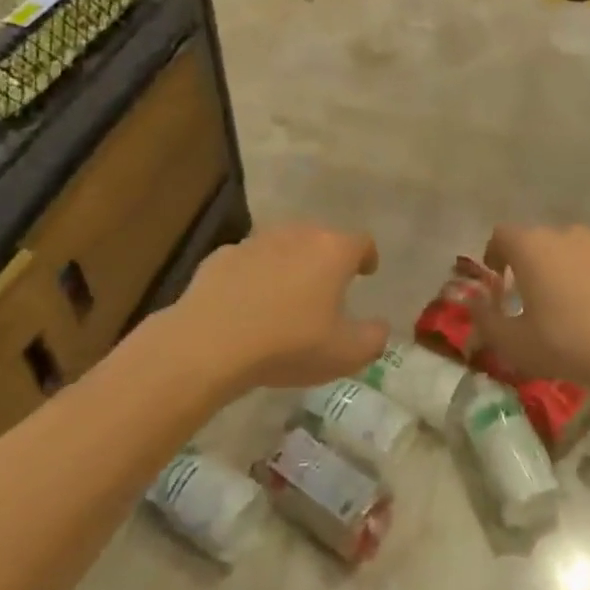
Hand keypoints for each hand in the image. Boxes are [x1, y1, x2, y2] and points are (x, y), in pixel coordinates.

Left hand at [166, 223, 388, 392]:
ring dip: (289, 264)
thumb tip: (380, 327)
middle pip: (321, 238)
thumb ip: (373, 338)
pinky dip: (254, 275)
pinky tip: (247, 303)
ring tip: (286, 296)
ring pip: (282, 246)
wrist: (209, 343)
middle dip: (327, 259)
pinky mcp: (221, 256)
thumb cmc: (288, 344)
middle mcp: (297, 235)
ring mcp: (255, 242)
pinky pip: (248, 261)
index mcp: (332, 251)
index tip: (366, 273)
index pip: (361, 242)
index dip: (367, 256)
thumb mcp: (345, 354)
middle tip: (327, 288)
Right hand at [470, 224, 589, 397]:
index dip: (495, 254)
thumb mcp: (513, 343)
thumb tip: (472, 303)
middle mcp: (568, 234)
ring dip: (568, 270)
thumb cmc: (567, 344)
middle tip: (534, 298)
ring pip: (577, 251)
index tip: (497, 279)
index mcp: (532, 247)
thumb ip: (485, 320)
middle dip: (533, 264)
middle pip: (541, 241)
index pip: (502, 234)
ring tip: (573, 307)